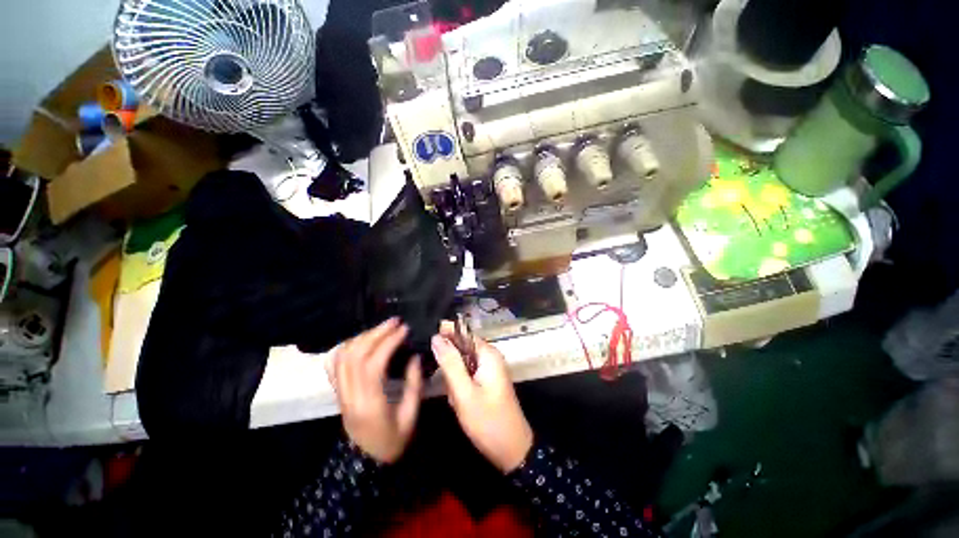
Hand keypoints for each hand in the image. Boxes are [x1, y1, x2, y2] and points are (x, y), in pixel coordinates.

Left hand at [326, 318, 421, 463]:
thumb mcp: (410, 416)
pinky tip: (361, 340)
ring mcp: (340, 393)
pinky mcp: (338, 393)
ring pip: (343, 356)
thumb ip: (414, 385)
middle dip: (376, 333)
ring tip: (382, 328)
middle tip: (395, 321)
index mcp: (370, 403)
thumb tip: (415, 357)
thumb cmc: (392, 442)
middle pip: (355, 355)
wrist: (366, 463)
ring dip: (363, 337)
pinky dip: (346, 347)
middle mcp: (350, 395)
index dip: (389, 342)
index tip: (404, 329)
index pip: (374, 364)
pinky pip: (334, 365)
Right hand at [432, 326, 532, 472]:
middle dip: (450, 366)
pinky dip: (460, 387)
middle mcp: (490, 357)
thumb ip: (450, 363)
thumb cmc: (488, 421)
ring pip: (462, 364)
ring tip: (456, 399)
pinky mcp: (487, 380)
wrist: (511, 450)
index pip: (463, 333)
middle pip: (461, 348)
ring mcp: (489, 369)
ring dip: (454, 379)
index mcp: (488, 354)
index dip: (445, 337)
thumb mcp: (464, 392)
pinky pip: (467, 375)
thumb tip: (436, 338)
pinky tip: (460, 402)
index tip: (429, 348)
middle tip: (449, 387)